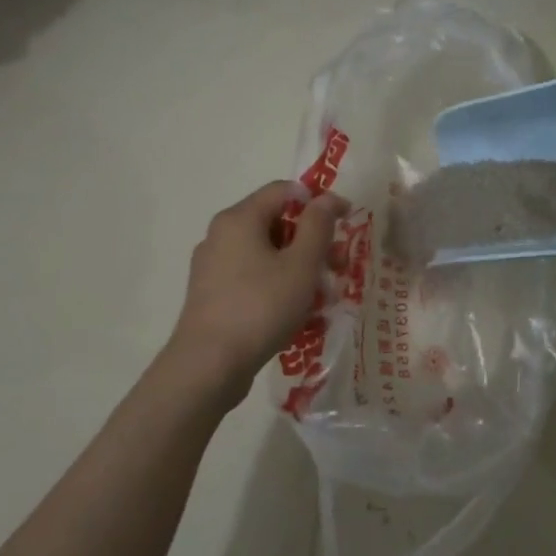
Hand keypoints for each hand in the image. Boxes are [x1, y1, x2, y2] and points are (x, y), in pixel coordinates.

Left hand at [163, 180, 348, 398]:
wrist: (209, 365)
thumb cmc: (261, 307)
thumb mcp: (302, 264)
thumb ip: (318, 226)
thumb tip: (327, 198)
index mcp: (239, 219)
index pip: (285, 191)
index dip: (319, 201)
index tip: (347, 222)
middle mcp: (221, 235)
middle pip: (276, 223)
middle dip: (313, 241)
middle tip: (339, 267)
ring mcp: (213, 266)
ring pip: (267, 253)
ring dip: (300, 267)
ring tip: (323, 297)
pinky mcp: (213, 294)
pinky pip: (254, 277)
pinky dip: (279, 285)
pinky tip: (298, 313)